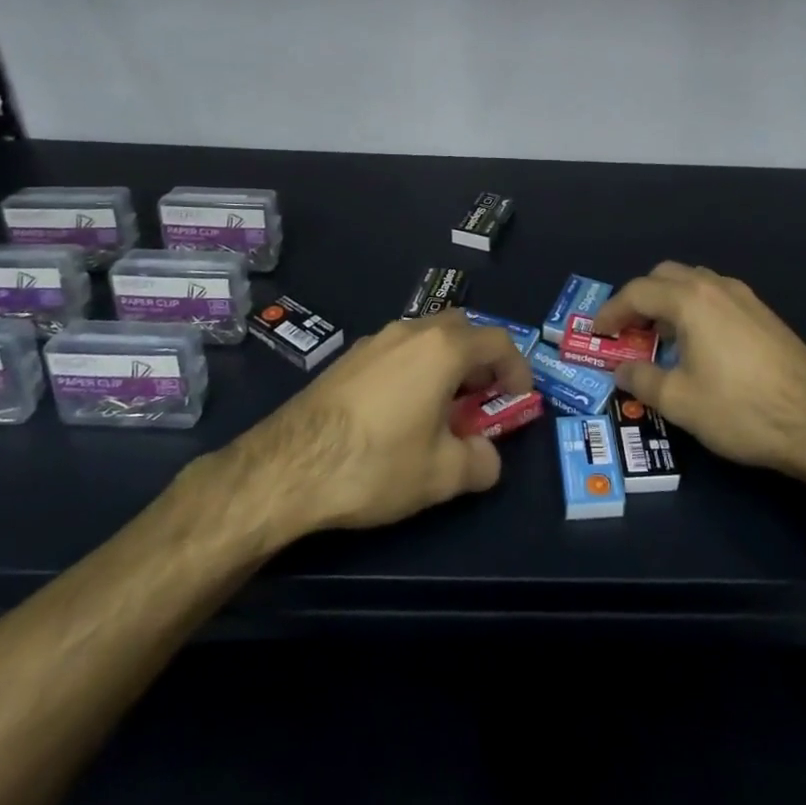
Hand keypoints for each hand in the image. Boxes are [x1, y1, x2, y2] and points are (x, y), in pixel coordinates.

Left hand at [226, 312, 531, 537]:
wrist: (286, 467)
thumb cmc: (376, 463)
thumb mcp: (442, 475)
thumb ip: (481, 462)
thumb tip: (488, 458)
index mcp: (443, 348)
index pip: (498, 341)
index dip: (518, 368)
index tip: (519, 399)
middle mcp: (411, 331)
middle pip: (462, 329)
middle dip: (481, 360)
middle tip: (482, 399)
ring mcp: (375, 341)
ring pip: (427, 337)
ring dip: (447, 363)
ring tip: (443, 408)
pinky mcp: (348, 359)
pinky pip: (398, 351)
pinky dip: (416, 369)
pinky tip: (401, 411)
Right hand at [595, 262, 805, 478]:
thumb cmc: (741, 410)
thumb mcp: (680, 401)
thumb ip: (642, 379)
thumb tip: (622, 369)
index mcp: (691, 300)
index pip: (638, 292)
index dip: (611, 311)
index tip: (596, 333)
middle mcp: (717, 287)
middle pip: (666, 276)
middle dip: (640, 299)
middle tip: (627, 331)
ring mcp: (746, 298)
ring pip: (694, 283)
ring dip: (669, 302)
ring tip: (660, 339)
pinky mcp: (764, 315)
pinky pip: (716, 297)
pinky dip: (694, 310)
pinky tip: (698, 346)